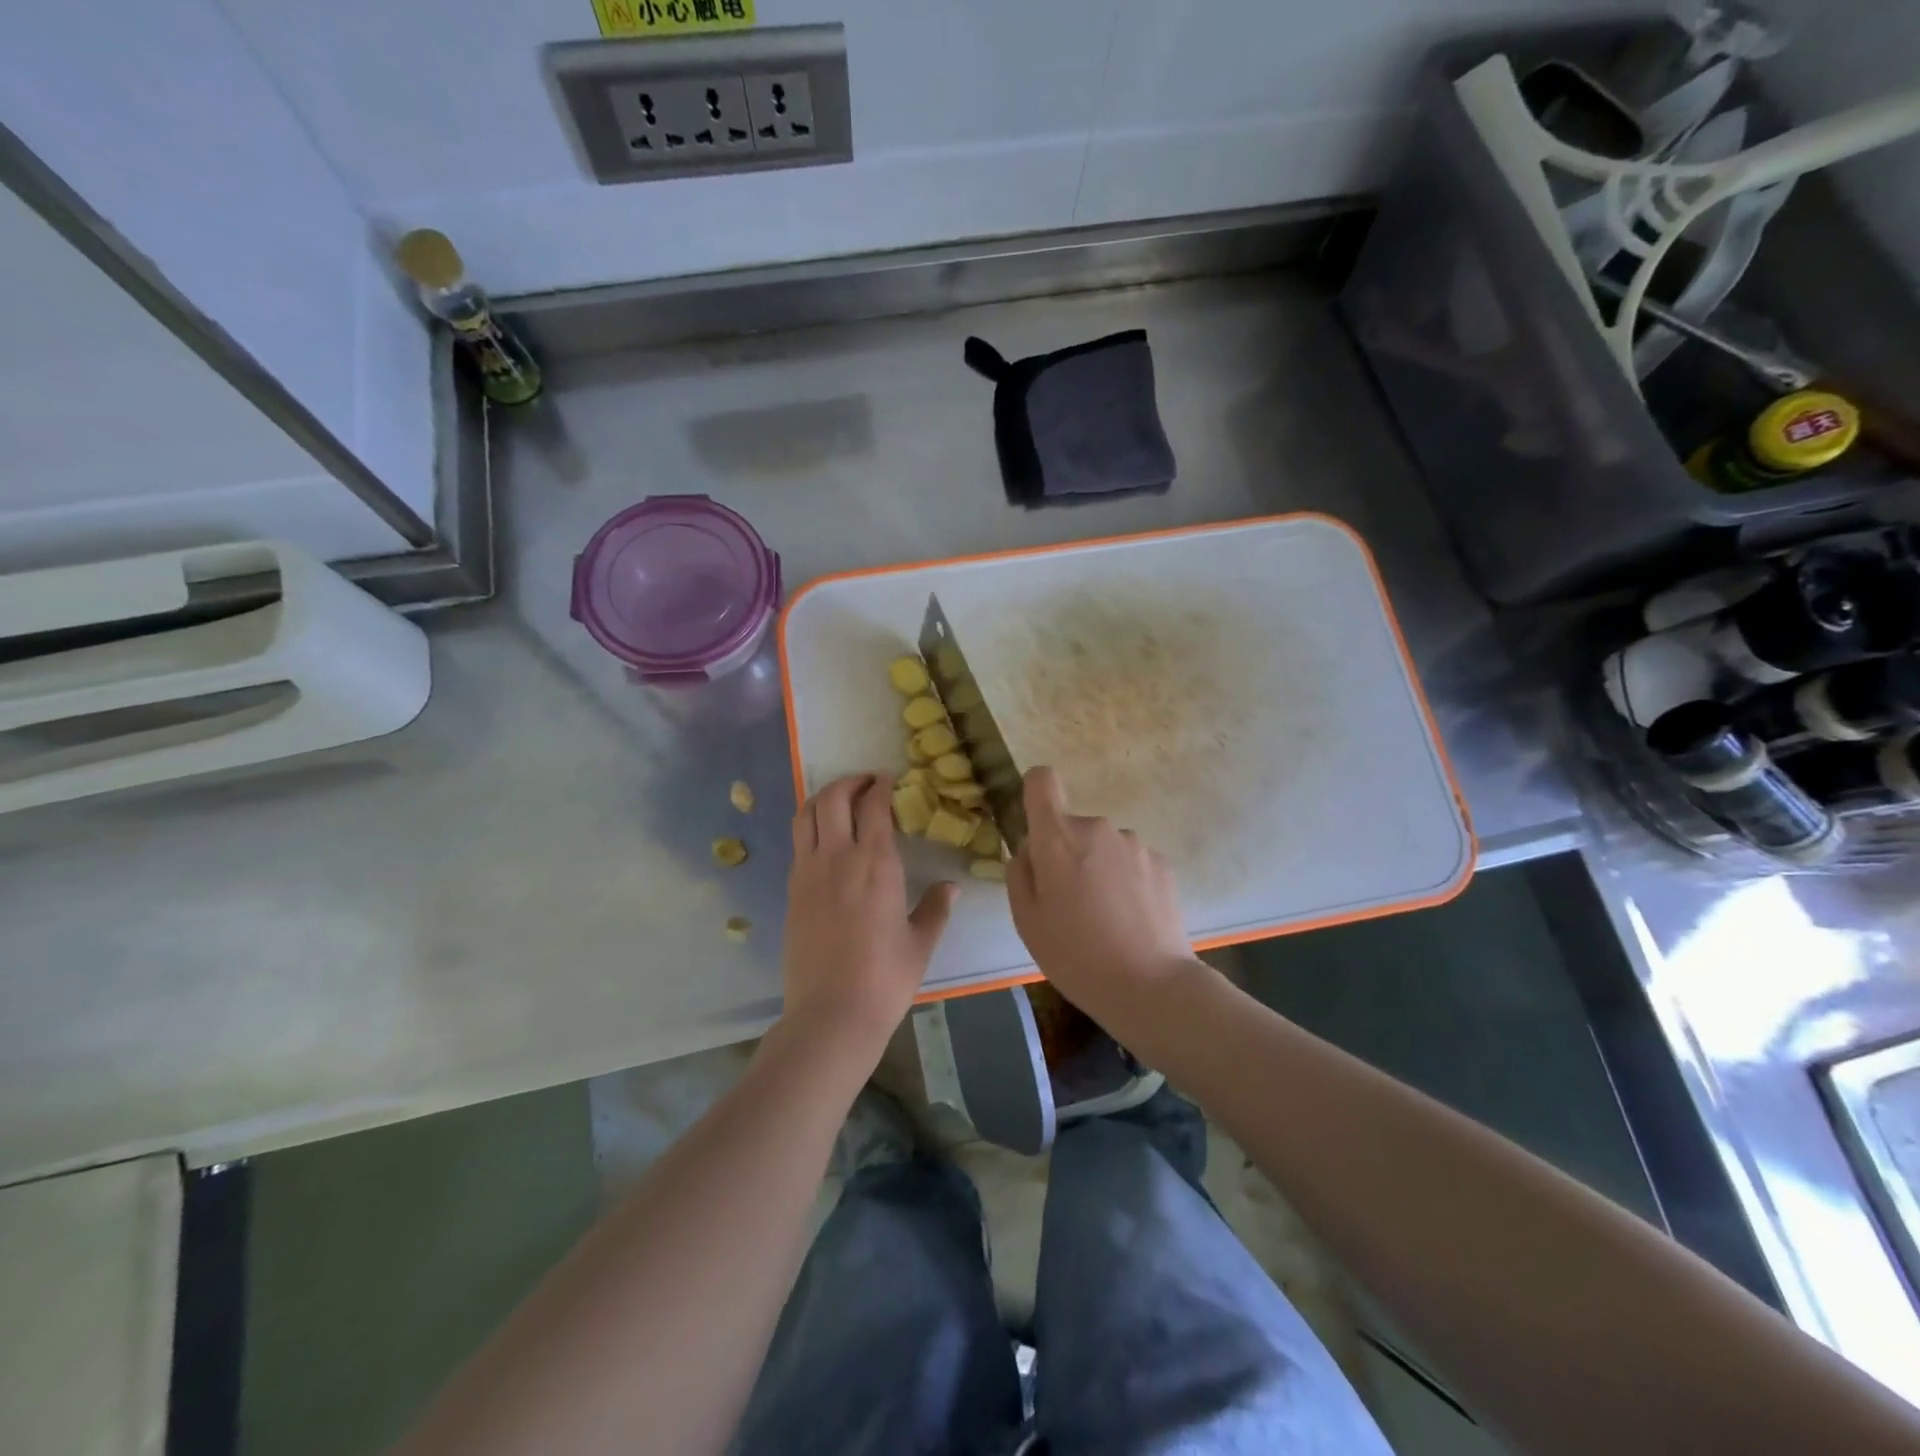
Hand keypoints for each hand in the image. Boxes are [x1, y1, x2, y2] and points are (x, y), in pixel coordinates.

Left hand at [781, 773, 956, 1050]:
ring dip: (824, 797)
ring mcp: (809, 872)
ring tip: (841, 800)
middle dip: (850, 782)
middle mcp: (838, 858)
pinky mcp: (792, 890)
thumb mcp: (920, 943)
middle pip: (834, 798)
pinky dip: (811, 825)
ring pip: (807, 814)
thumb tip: (951, 887)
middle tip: (867, 783)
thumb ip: (936, 908)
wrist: (831, 1014)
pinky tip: (826, 839)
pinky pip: (799, 842)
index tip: (891, 781)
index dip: (882, 786)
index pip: (874, 806)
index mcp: (876, 865)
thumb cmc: (885, 979)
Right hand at [1008, 766, 1203, 1027]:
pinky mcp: (1162, 863)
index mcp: (1058, 838)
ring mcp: (1134, 844)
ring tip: (1105, 917)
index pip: (1042, 781)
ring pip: (1103, 846)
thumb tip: (1031, 850)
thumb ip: (1020, 872)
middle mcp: (1097, 828)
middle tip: (1070, 902)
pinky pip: (1131, 861)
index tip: (1038, 828)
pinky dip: (1127, 881)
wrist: (1150, 986)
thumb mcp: (1026, 920)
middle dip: (1067, 852)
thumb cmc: (1075, 956)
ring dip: (1099, 867)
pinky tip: (1131, 919)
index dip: (1036, 794)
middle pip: (1072, 826)